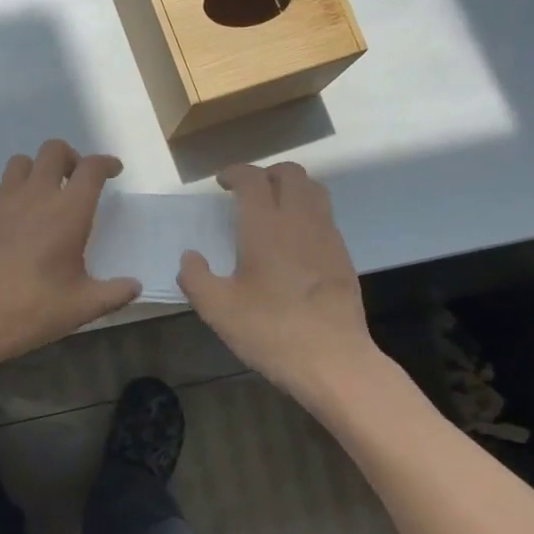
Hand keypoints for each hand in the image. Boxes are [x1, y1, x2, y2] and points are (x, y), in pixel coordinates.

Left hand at [0, 140, 140, 371]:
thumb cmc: (34, 309)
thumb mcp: (83, 306)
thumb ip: (115, 292)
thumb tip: (134, 286)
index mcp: (69, 211)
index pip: (91, 168)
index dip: (106, 163)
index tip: (113, 171)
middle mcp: (37, 195)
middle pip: (54, 150)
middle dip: (71, 158)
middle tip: (77, 180)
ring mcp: (4, 200)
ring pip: (23, 161)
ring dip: (39, 169)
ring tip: (45, 194)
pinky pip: (1, 185)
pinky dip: (14, 190)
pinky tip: (17, 216)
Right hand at [177, 162, 375, 400]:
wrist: (334, 361)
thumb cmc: (270, 330)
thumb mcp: (218, 309)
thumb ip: (196, 277)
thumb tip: (190, 257)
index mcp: (266, 226)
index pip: (253, 179)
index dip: (236, 172)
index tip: (222, 182)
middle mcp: (300, 221)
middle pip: (291, 174)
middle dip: (267, 173)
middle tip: (248, 191)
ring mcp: (327, 237)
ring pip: (314, 191)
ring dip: (292, 189)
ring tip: (273, 209)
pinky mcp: (343, 257)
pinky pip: (325, 218)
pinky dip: (307, 214)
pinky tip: (294, 242)